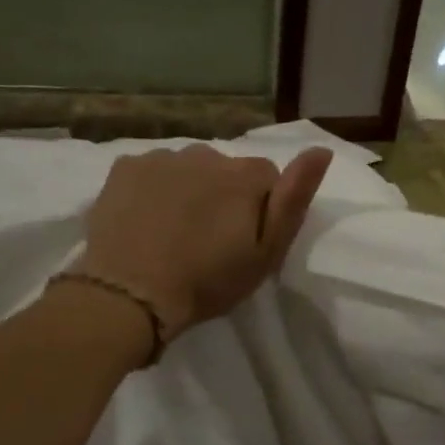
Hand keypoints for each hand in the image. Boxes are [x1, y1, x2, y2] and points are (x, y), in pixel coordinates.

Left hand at [79, 144, 333, 341]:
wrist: (129, 294)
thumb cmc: (207, 282)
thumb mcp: (266, 253)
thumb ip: (294, 200)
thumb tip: (321, 150)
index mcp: (245, 175)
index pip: (268, 177)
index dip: (260, 209)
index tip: (245, 240)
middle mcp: (206, 154)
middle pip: (226, 170)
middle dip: (224, 195)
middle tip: (209, 239)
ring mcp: (161, 157)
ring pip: (188, 168)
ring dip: (189, 190)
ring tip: (174, 231)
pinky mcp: (124, 167)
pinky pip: (151, 171)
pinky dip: (153, 189)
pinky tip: (145, 220)